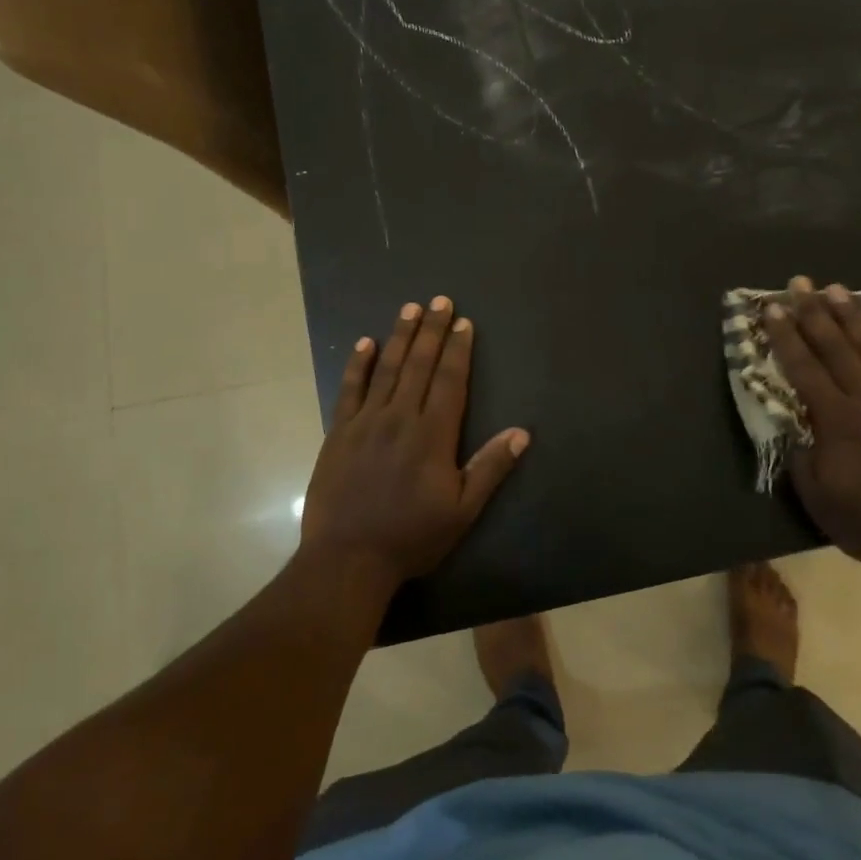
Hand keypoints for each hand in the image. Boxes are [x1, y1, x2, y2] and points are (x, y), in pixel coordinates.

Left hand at [299, 296, 528, 595]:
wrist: (348, 559)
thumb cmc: (411, 537)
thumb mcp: (462, 511)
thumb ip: (490, 468)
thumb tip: (521, 433)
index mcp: (432, 435)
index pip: (449, 381)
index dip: (457, 350)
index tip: (462, 322)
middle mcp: (399, 418)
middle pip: (418, 365)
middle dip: (431, 331)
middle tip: (439, 300)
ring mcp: (365, 422)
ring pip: (386, 369)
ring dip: (400, 337)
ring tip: (409, 308)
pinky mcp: (338, 433)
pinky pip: (349, 390)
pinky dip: (358, 365)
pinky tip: (364, 343)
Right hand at [761, 278, 860, 567]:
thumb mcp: (817, 497)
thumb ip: (801, 457)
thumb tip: (793, 428)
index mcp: (835, 419)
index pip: (803, 368)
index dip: (785, 336)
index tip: (771, 308)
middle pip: (836, 348)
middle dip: (814, 313)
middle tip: (799, 283)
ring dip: (855, 317)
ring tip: (839, 289)